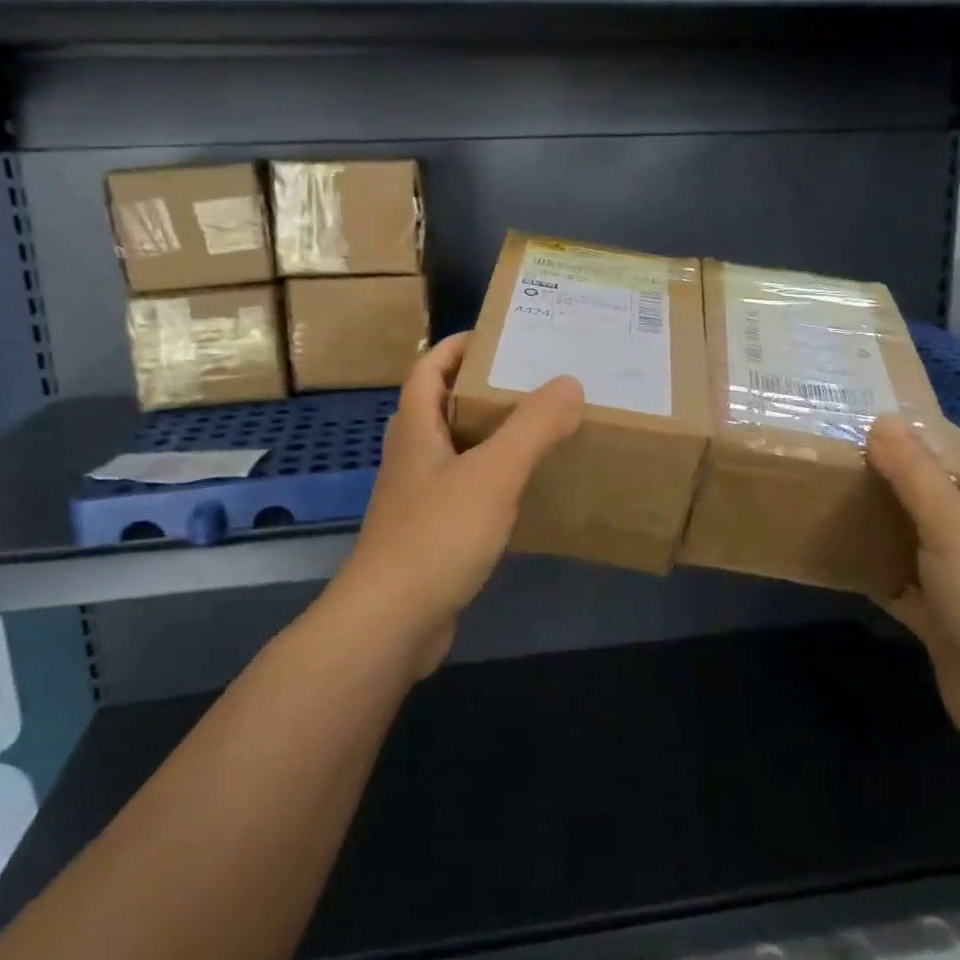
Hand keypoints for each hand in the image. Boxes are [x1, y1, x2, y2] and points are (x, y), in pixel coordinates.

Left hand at [329, 333, 583, 676]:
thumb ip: (532, 428)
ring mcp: (417, 499)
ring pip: (454, 451)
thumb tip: (569, 383)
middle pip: (441, 407)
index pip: (427, 370)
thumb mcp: (493, 474)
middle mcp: (412, 458)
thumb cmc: (436, 535)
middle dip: (480, 389)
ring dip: (487, 435)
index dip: (454, 347)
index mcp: (415, 430)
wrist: (391, 623)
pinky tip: (522, 491)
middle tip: (531, 380)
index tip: (496, 336)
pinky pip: (463, 491)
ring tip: (536, 428)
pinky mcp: (429, 536)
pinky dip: (490, 480)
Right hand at [865, 418, 959, 761]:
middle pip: (930, 494)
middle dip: (889, 471)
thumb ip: (916, 475)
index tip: (873, 410)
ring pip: (910, 539)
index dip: (925, 429)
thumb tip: (882, 420)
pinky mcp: (938, 622)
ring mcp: (957, 584)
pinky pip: (896, 586)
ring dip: (876, 521)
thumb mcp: (954, 526)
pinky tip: (836, 557)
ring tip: (825, 493)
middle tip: (834, 449)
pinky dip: (871, 572)